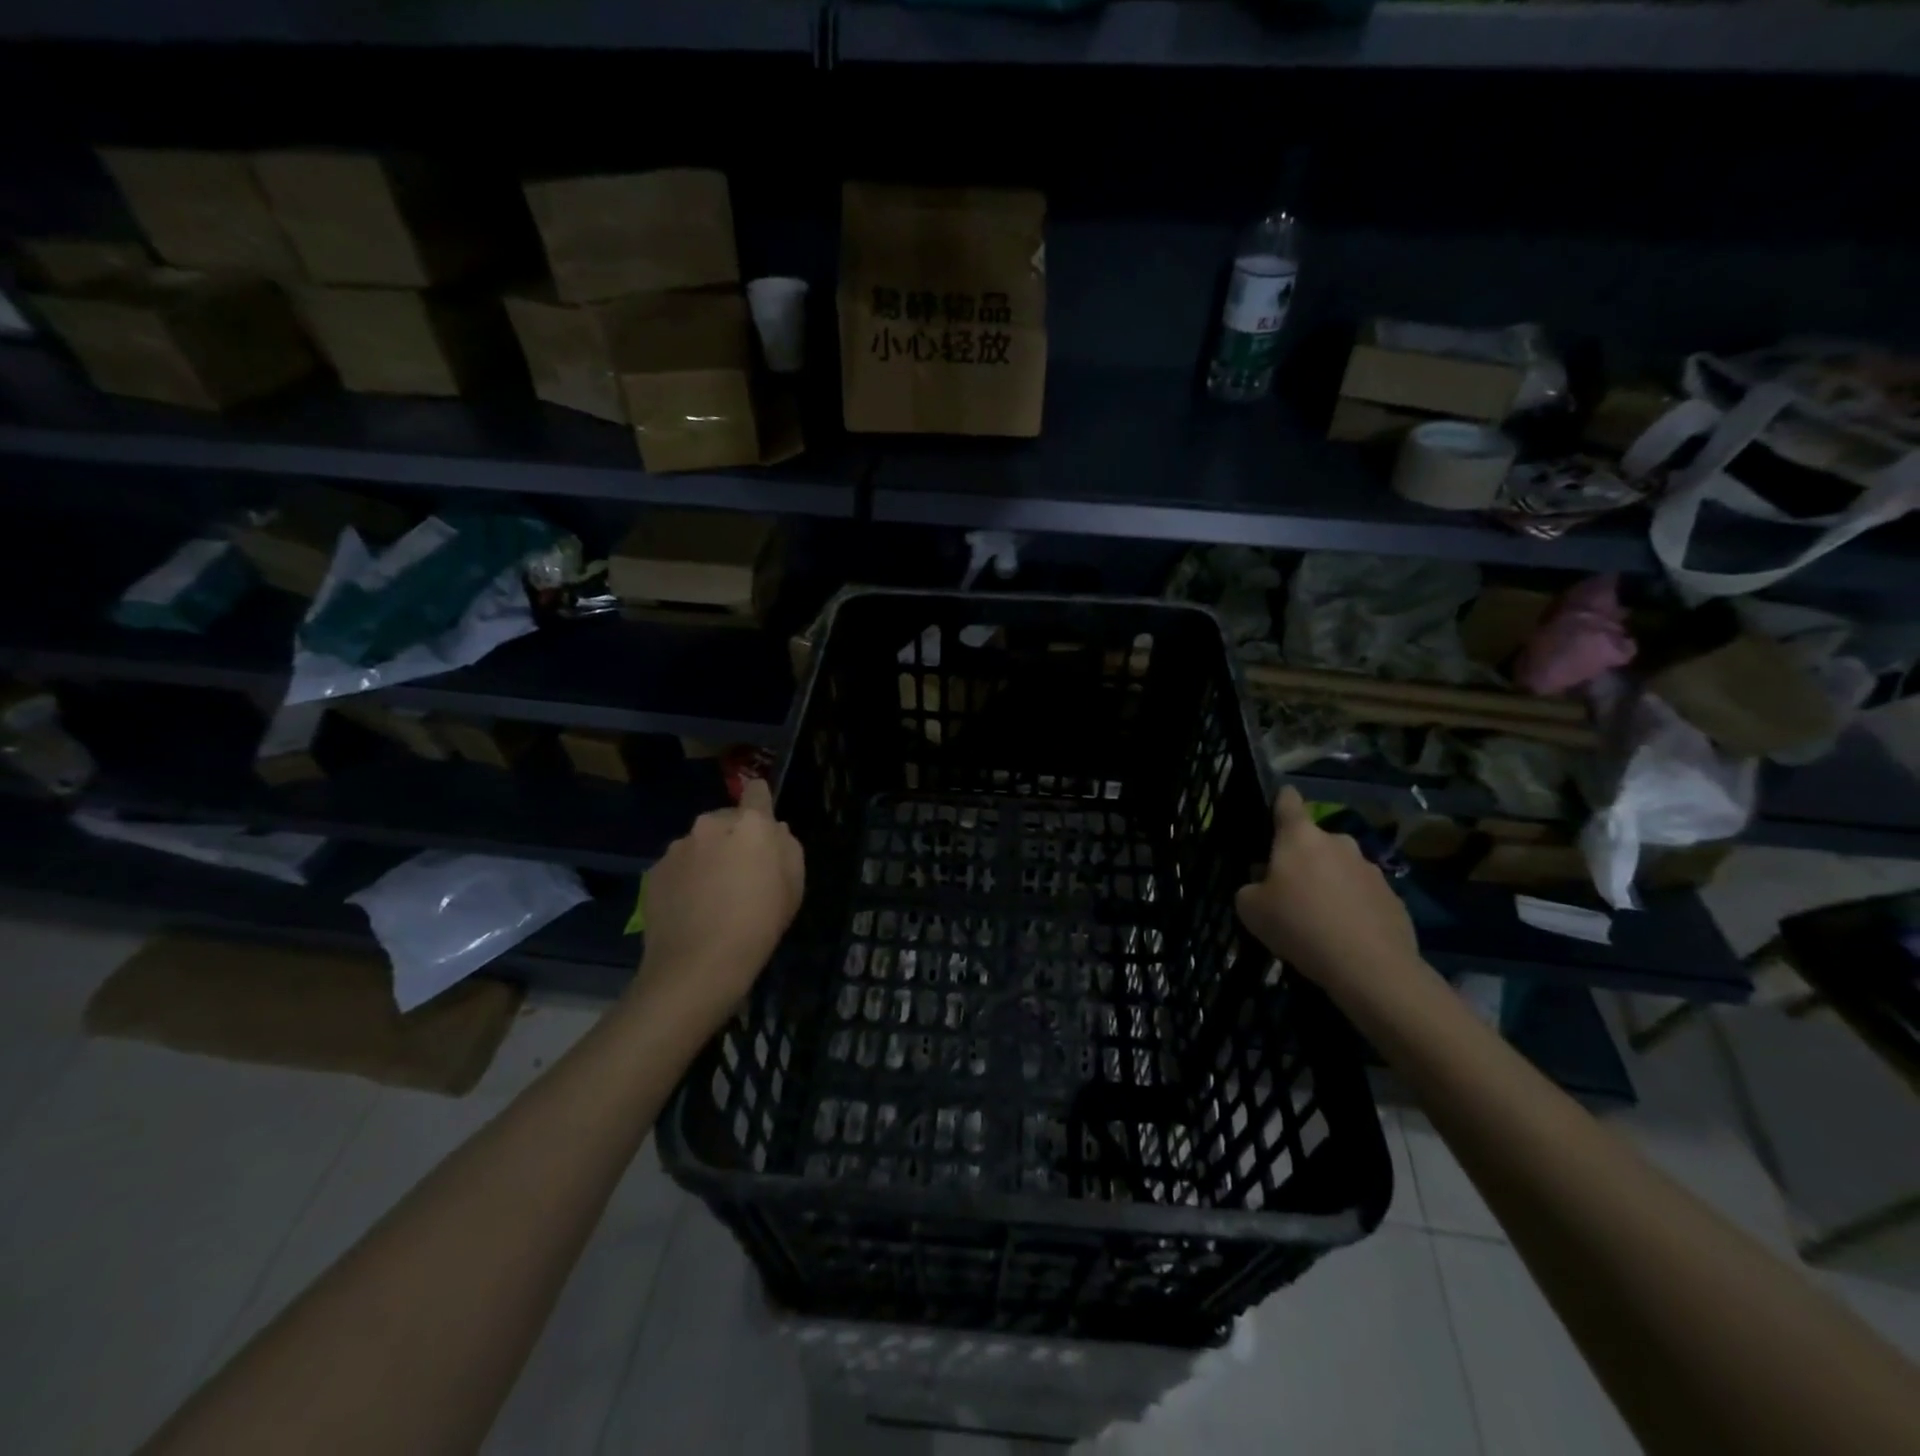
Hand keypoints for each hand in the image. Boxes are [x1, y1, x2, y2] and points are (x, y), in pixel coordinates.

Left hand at [634, 778, 803, 1026]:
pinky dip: (686, 879)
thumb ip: (787, 848)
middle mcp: (710, 825)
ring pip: (700, 844)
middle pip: (726, 820)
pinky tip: (692, 908)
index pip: (756, 791)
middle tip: (741, 872)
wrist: (698, 965)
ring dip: (708, 858)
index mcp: (750, 824)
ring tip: (713, 896)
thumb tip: (774, 831)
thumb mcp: (794, 886)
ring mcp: (678, 848)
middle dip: (734, 837)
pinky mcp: (654, 872)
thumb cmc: (759, 923)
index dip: (761, 802)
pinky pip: (678, 867)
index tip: (763, 820)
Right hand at [1235, 786, 1419, 994]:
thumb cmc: (1299, 925)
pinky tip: (1344, 935)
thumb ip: (1250, 887)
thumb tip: (1263, 884)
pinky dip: (1352, 907)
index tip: (1275, 807)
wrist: (1369, 967)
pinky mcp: (1393, 897)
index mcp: (1299, 837)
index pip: (1288, 801)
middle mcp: (1338, 842)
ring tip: (1318, 918)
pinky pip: (1362, 895)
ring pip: (1340, 868)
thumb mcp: (1249, 909)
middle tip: (1288, 890)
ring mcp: (1370, 868)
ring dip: (1328, 883)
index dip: (1280, 801)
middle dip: (1302, 858)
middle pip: (1314, 841)